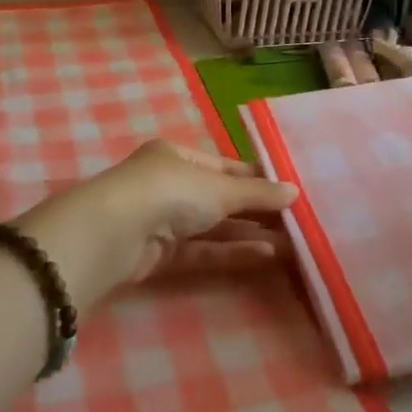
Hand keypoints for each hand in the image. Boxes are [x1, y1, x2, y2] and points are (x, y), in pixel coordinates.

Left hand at [20, 140, 297, 304]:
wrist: (115, 233)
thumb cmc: (170, 191)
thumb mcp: (220, 188)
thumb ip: (257, 194)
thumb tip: (295, 192)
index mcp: (176, 156)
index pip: (224, 167)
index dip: (255, 179)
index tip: (288, 192)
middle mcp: (168, 184)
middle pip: (219, 198)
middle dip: (255, 211)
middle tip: (295, 223)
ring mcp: (162, 221)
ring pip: (212, 228)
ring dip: (248, 235)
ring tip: (290, 244)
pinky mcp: (159, 255)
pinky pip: (202, 251)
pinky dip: (230, 252)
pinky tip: (265, 255)